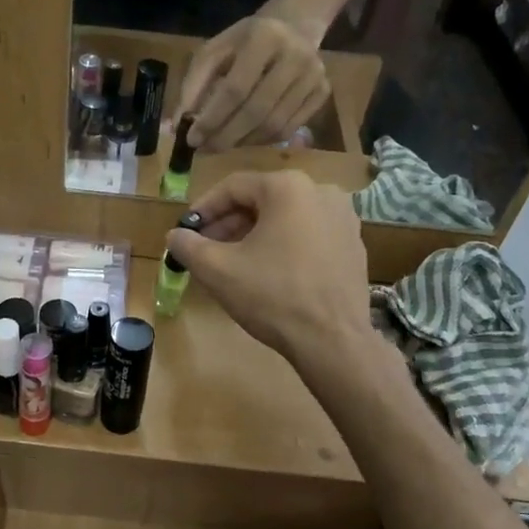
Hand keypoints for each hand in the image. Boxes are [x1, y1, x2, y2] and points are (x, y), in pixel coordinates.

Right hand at [164, 170, 374, 378]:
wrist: (333, 341)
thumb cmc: (272, 296)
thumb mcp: (217, 270)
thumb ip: (188, 246)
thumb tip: (175, 236)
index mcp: (288, 188)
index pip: (233, 187)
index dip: (203, 209)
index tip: (186, 232)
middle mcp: (321, 192)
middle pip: (261, 201)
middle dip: (229, 224)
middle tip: (205, 250)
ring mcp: (343, 219)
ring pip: (285, 218)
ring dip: (254, 235)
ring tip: (233, 263)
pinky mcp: (353, 246)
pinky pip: (308, 235)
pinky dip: (283, 246)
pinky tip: (268, 274)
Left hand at [175, 8, 331, 152]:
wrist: (293, 27)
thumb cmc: (244, 43)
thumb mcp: (214, 52)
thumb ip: (193, 87)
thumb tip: (175, 125)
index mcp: (264, 38)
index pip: (234, 89)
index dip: (211, 119)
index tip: (191, 139)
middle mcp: (296, 56)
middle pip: (256, 111)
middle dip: (226, 136)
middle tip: (205, 150)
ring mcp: (314, 76)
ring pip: (274, 126)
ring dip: (242, 142)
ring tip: (221, 144)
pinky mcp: (323, 92)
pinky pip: (289, 130)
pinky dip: (262, 141)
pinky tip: (245, 138)